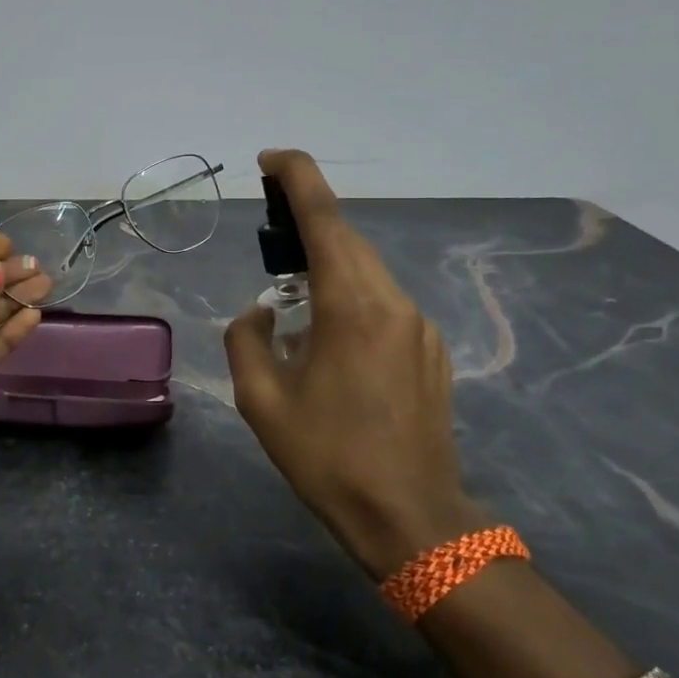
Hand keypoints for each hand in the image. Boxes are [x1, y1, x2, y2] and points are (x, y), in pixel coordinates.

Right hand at [224, 150, 480, 578]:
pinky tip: (329, 343)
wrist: (411, 518)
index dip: (298, 179)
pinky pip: (382, 306)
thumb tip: (262, 310)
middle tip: (268, 235)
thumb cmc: (327, 458)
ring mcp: (419, 327)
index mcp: (352, 307)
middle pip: (347, 242)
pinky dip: (349, 301)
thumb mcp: (262, 400)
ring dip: (328, 269)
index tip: (270, 159)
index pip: (325, 220)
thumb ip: (247, 338)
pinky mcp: (431, 352)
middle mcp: (393, 303)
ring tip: (293, 300)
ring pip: (367, 274)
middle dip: (306, 226)